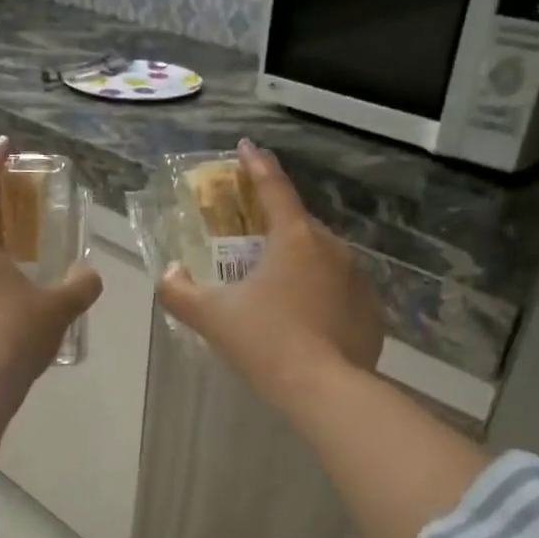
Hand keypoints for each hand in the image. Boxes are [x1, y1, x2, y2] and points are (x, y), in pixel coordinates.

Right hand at [157, 140, 383, 407]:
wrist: (325, 389)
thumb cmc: (266, 342)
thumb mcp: (212, 317)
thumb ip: (179, 292)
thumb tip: (168, 275)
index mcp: (294, 238)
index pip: (273, 188)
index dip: (256, 165)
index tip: (246, 148)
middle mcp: (331, 247)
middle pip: (298, 224)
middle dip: (274, 226)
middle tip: (251, 243)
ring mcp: (357, 278)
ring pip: (321, 258)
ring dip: (299, 263)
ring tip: (277, 291)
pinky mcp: (370, 309)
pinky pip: (339, 290)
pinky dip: (320, 294)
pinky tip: (305, 321)